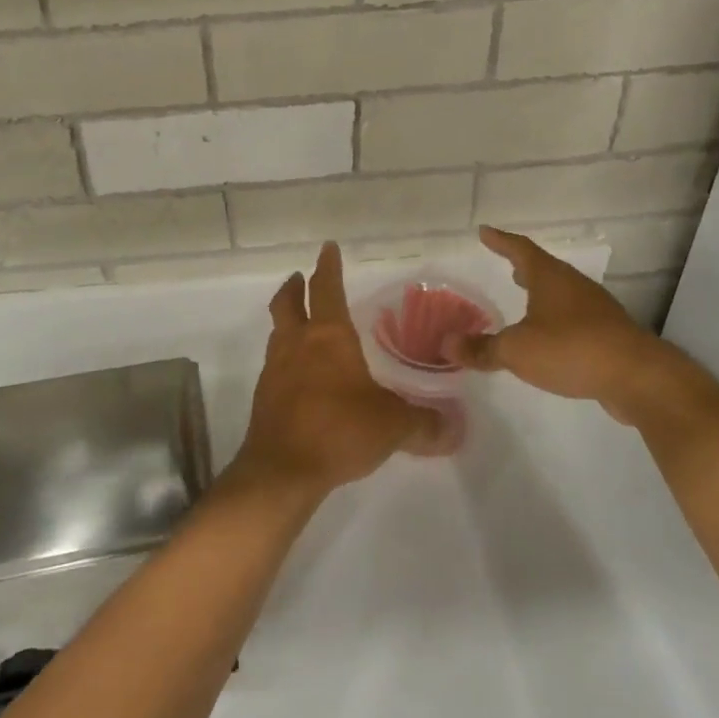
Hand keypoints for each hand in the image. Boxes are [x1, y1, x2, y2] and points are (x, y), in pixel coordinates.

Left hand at [233, 242, 439, 497]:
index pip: (327, 289)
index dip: (328, 266)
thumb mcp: (393, 425)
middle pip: (288, 302)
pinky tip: (300, 374)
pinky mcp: (265, 397)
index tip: (328, 248)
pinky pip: (275, 364)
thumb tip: (453, 428)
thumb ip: (424, 423)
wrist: (282, 469)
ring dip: (288, 320)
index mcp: (328, 336)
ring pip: (278, 331)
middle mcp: (297, 344)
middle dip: (295, 286)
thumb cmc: (340, 430)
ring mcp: (275, 369)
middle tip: (300, 278)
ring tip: (300, 323)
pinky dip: (286, 357)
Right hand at [446, 226, 705, 427]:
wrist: (638, 377)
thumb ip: (482, 348)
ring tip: (524, 299)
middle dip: (523, 267)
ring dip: (541, 293)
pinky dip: (555, 318)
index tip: (485, 231)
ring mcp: (596, 309)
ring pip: (561, 293)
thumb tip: (446, 344)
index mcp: (550, 278)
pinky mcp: (609, 334)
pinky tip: (549, 336)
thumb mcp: (517, 350)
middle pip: (545, 269)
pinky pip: (574, 317)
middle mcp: (574, 286)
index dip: (501, 241)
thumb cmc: (571, 349)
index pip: (520, 250)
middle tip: (506, 265)